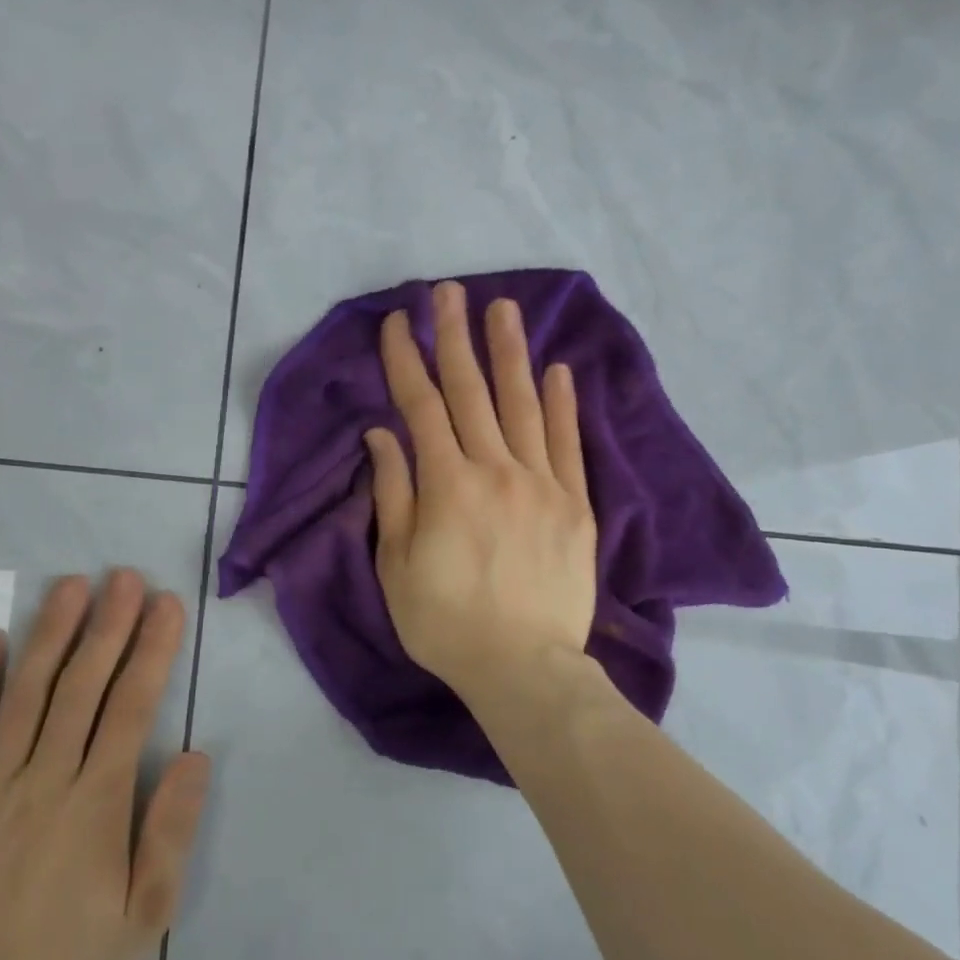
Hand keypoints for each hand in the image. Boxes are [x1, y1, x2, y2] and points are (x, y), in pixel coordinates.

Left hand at [0, 570, 210, 959]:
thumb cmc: (74, 959)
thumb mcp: (148, 910)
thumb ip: (172, 829)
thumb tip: (194, 754)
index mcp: (96, 801)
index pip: (131, 706)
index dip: (151, 650)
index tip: (166, 604)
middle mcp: (44, 779)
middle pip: (81, 687)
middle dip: (107, 626)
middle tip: (123, 576)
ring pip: (24, 697)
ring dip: (50, 637)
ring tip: (69, 587)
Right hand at [365, 280, 597, 703]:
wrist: (523, 667)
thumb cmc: (446, 622)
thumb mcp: (397, 565)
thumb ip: (393, 493)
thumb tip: (383, 435)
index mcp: (447, 484)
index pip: (420, 406)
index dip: (405, 360)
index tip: (395, 323)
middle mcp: (495, 469)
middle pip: (471, 391)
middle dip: (455, 338)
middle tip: (449, 293)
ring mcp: (542, 483)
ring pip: (523, 404)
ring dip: (510, 354)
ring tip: (504, 310)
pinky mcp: (576, 504)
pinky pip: (568, 443)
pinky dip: (563, 404)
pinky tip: (558, 370)